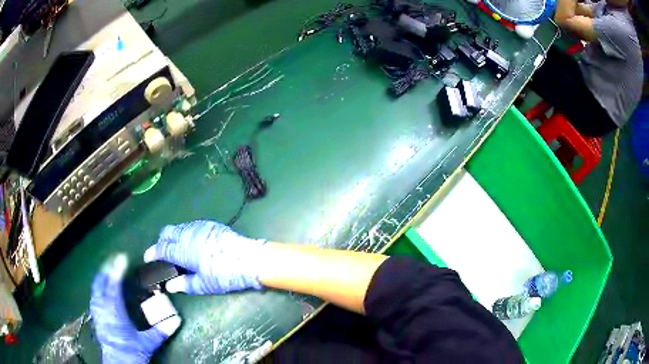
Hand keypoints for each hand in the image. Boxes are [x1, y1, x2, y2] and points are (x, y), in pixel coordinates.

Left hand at [90, 254, 180, 363]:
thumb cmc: (131, 353)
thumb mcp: (147, 344)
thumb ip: (160, 331)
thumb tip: (177, 321)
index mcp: (114, 312)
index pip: (113, 284)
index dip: (117, 269)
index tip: (123, 257)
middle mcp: (102, 308)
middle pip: (101, 282)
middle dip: (107, 268)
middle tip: (116, 260)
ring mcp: (97, 311)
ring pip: (96, 287)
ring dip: (102, 276)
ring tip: (109, 270)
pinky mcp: (95, 316)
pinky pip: (95, 294)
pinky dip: (99, 286)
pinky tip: (104, 288)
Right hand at [144, 220, 264, 294]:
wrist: (250, 259)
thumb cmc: (225, 274)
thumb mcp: (204, 285)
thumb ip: (184, 284)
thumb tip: (170, 285)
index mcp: (183, 249)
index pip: (162, 249)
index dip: (152, 254)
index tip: (148, 259)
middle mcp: (187, 234)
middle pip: (167, 233)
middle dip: (161, 242)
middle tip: (163, 256)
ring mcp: (199, 227)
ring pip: (178, 228)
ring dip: (173, 237)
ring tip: (177, 251)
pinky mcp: (210, 224)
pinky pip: (190, 227)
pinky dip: (185, 234)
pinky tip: (191, 245)